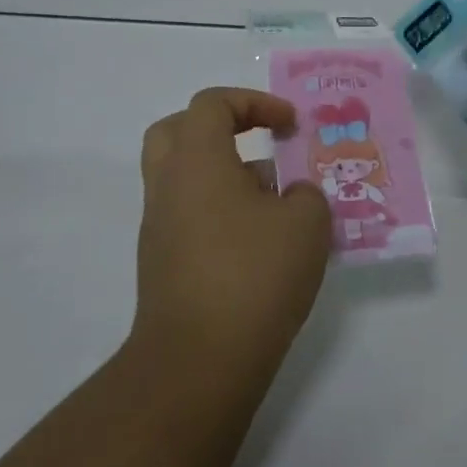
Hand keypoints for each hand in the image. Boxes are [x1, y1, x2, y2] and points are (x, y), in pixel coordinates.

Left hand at [133, 88, 330, 370]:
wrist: (197, 364)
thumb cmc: (253, 275)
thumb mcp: (306, 223)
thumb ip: (305, 195)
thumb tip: (290, 196)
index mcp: (197, 161)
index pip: (212, 104)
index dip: (254, 102)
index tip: (289, 125)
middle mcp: (169, 186)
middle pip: (178, 131)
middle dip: (221, 127)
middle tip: (259, 141)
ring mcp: (160, 227)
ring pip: (184, 177)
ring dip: (226, 174)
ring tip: (277, 201)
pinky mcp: (162, 264)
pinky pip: (189, 215)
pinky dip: (220, 211)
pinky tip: (262, 243)